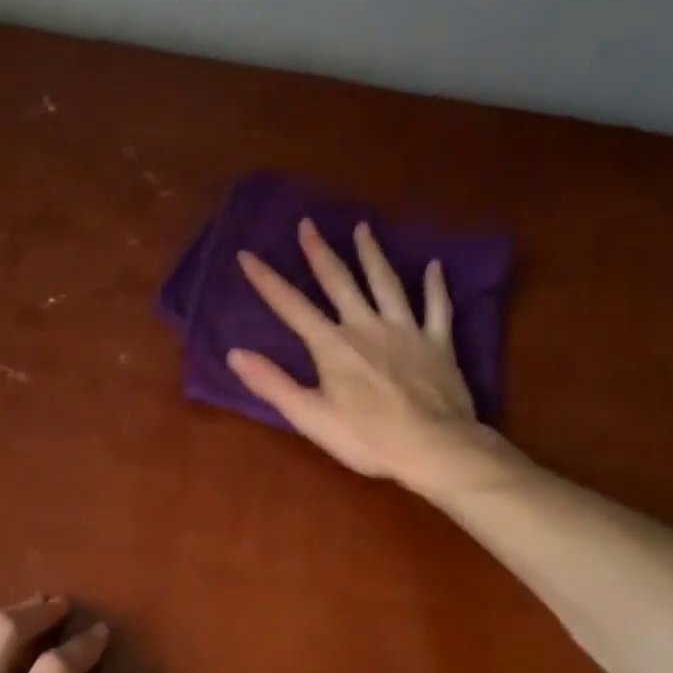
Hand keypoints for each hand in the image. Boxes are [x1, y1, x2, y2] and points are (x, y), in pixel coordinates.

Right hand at [228, 218, 521, 497]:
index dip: (267, 279)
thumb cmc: (367, 438)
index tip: (247, 254)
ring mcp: (406, 331)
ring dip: (372, 254)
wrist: (434, 448)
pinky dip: (435, 285)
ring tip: (363, 229)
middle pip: (339, 281)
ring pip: (386, 283)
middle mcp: (367, 326)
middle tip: (308, 224)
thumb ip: (272, 383)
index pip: (291, 305)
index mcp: (333, 345)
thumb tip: (234, 354)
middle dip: (319, 252)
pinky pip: (437, 307)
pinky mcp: (438, 343)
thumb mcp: (310, 417)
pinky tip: (435, 266)